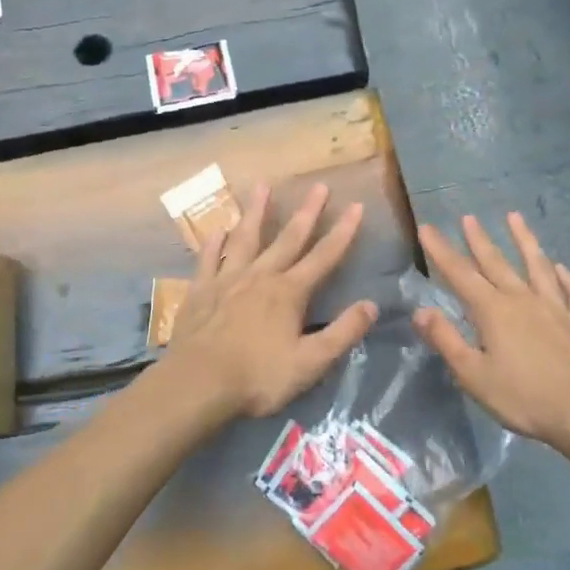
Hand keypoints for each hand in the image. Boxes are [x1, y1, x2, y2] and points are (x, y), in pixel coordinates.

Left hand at [160, 183, 378, 424]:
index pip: (324, 256)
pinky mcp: (200, 290)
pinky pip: (208, 258)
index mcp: (289, 292)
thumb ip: (342, 333)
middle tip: (319, 186)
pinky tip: (217, 228)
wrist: (198, 383)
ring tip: (262, 186)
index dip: (343, 232)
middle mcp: (260, 276)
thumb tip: (371, 305)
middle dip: (307, 212)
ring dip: (256, 212)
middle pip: (288, 238)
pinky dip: (214, 242)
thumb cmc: (258, 377)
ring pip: (245, 238)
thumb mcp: (310, 362)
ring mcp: (227, 280)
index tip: (356, 206)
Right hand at [415, 213, 569, 445]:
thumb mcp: (472, 374)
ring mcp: (554, 308)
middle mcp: (522, 299)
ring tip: (515, 217)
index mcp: (492, 310)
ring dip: (524, 241)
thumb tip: (421, 310)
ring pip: (537, 266)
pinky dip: (567, 278)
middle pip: (496, 263)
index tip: (426, 227)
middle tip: (468, 217)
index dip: (441, 251)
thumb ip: (446, 340)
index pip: (460, 274)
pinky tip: (562, 268)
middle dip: (478, 239)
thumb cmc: (522, 396)